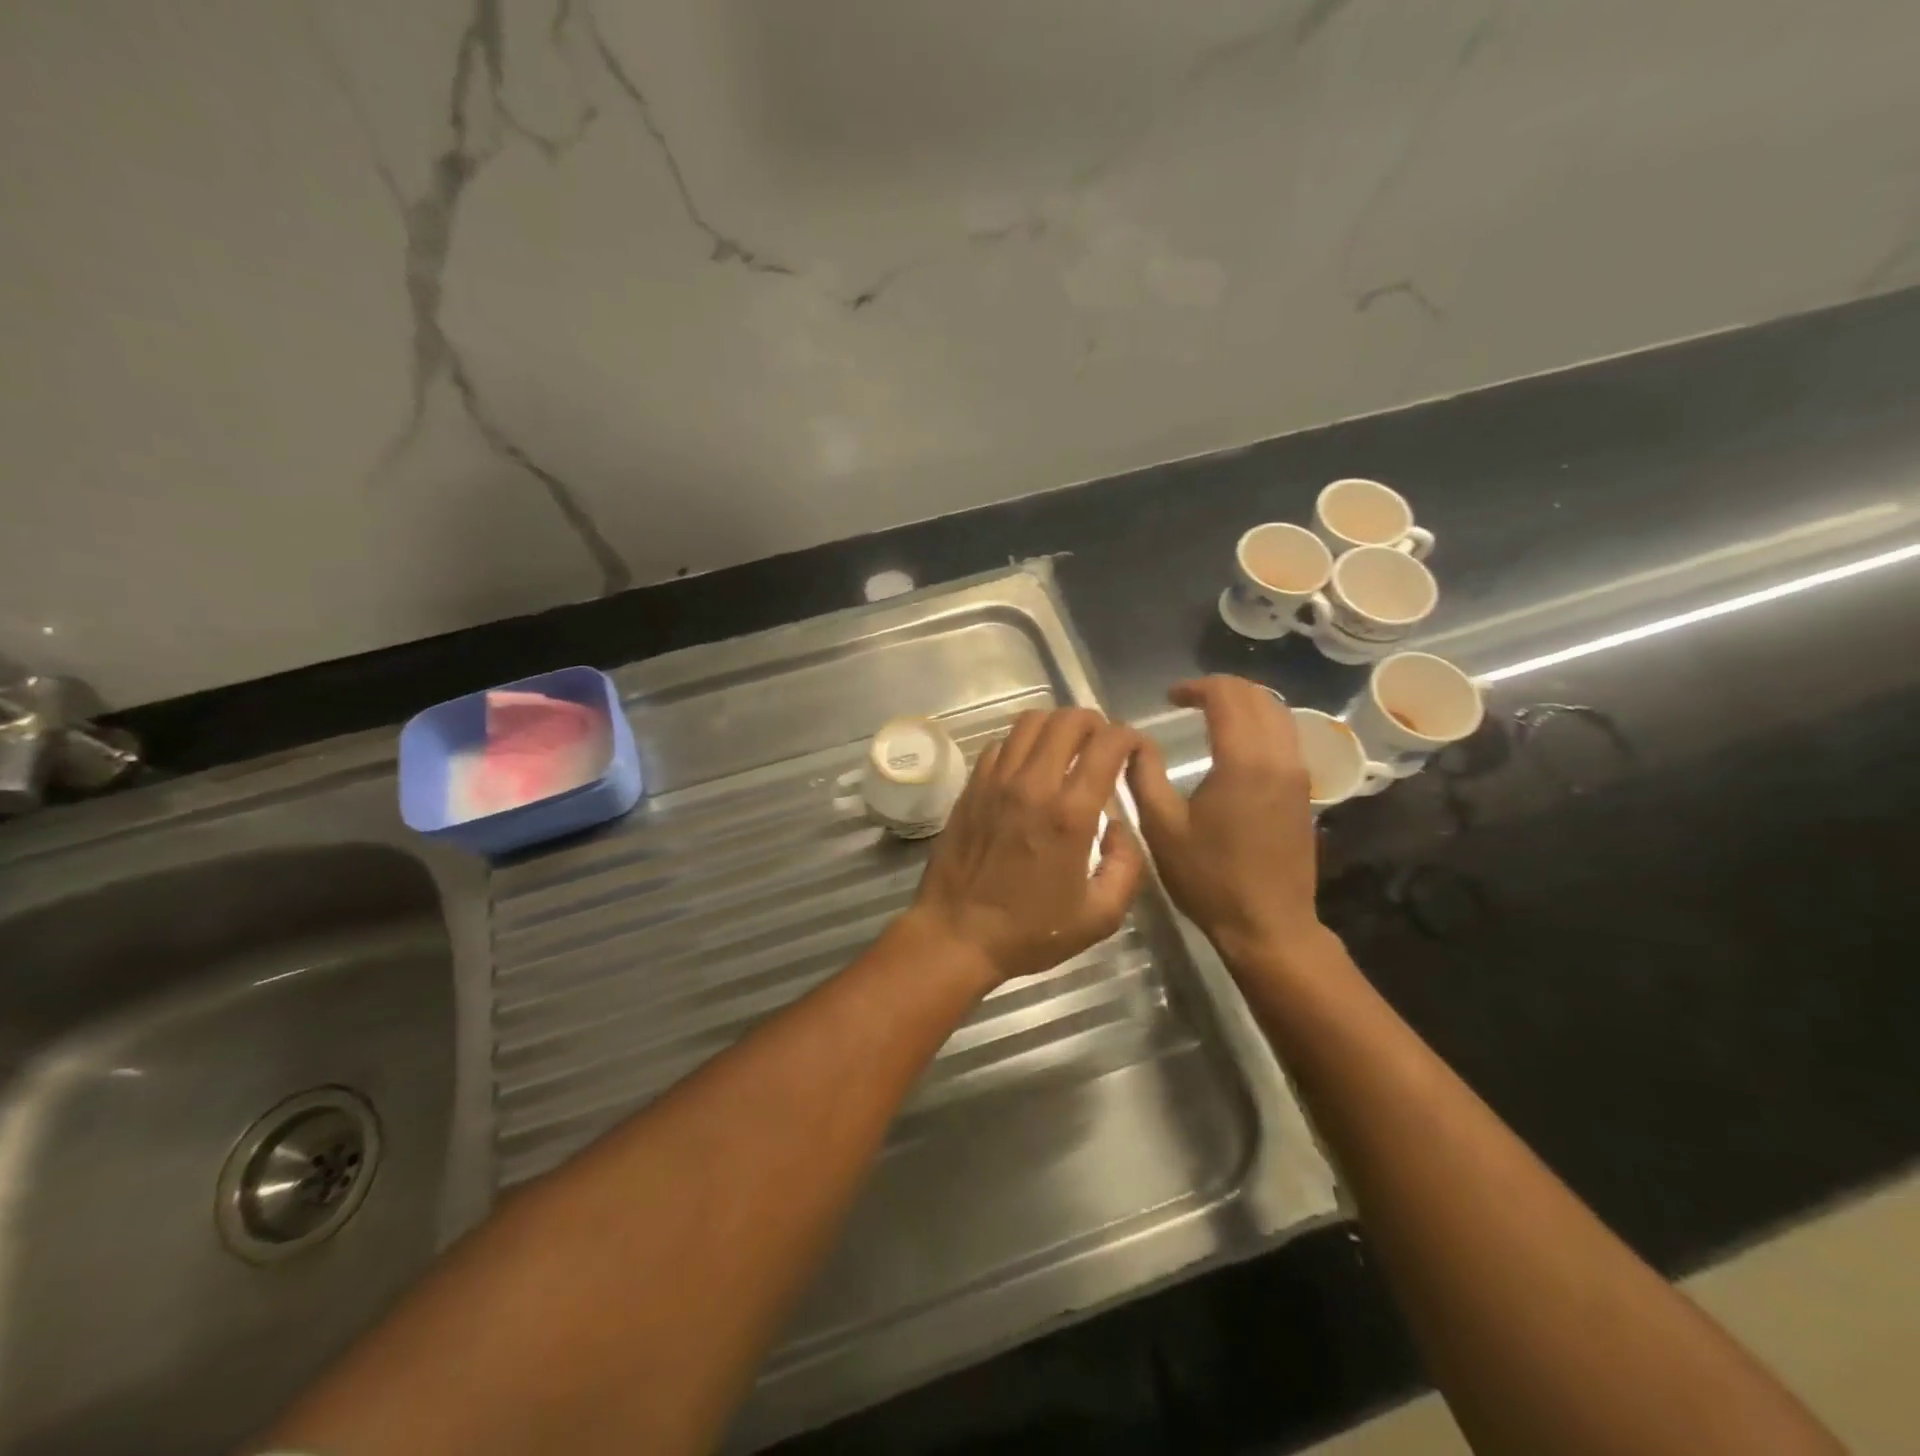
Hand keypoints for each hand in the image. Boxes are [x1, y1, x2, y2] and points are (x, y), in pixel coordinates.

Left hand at [909, 708, 1145, 985]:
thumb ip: (1126, 866)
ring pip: (1031, 721)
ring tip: (1068, 749)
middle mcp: (1033, 784)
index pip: (1108, 744)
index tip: (1137, 751)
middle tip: (1104, 746)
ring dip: (1057, 726)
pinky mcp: (972, 786)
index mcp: (1070, 814)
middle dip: (1097, 723)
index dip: (1131, 737)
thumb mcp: (1099, 916)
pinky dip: (1023, 743)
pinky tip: (1030, 767)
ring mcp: (996, 781)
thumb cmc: (1029, 931)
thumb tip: (1118, 826)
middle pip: (1068, 719)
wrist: (956, 935)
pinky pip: (1002, 744)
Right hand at [1128, 677, 1324, 967]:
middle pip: (1258, 697)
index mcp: (1243, 762)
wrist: (1268, 926)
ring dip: (1245, 704)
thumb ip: (1144, 776)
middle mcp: (1278, 758)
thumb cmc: (1209, 878)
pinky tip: (1236, 745)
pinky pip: (1286, 738)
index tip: (1169, 697)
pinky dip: (1261, 725)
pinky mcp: (1304, 792)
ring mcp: (1298, 775)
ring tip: (1210, 715)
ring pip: (1279, 714)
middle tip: (1187, 700)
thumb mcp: (1161, 828)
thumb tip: (1133, 741)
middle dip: (1222, 688)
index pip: (1227, 697)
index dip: (1196, 687)